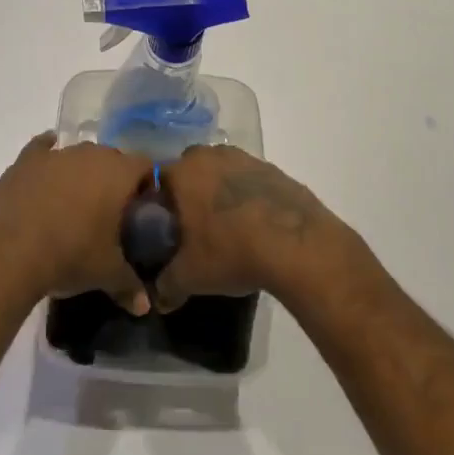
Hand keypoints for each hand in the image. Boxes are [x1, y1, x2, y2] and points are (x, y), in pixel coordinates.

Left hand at [0, 133, 153, 314]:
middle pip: (113, 158)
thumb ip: (131, 285)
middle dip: (115, 180)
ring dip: (83, 172)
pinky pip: (43, 148)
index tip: (143, 209)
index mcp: (119, 173)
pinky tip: (47, 169)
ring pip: (79, 156)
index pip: (146, 166)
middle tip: (111, 212)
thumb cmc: (70, 256)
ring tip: (77, 204)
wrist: (9, 251)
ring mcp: (57, 154)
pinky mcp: (26, 160)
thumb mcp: (107, 274)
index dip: (147, 185)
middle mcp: (91, 154)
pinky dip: (48, 156)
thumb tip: (145, 306)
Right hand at [153, 146, 336, 311]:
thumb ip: (167, 285)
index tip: (164, 227)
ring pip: (222, 171)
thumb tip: (159, 298)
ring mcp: (245, 159)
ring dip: (220, 191)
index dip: (158, 203)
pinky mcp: (274, 170)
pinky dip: (248, 197)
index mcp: (183, 172)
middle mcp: (210, 156)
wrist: (296, 244)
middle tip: (194, 226)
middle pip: (190, 170)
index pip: (157, 180)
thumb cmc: (231, 251)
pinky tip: (255, 224)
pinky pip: (250, 180)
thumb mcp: (191, 277)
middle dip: (190, 192)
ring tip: (227, 226)